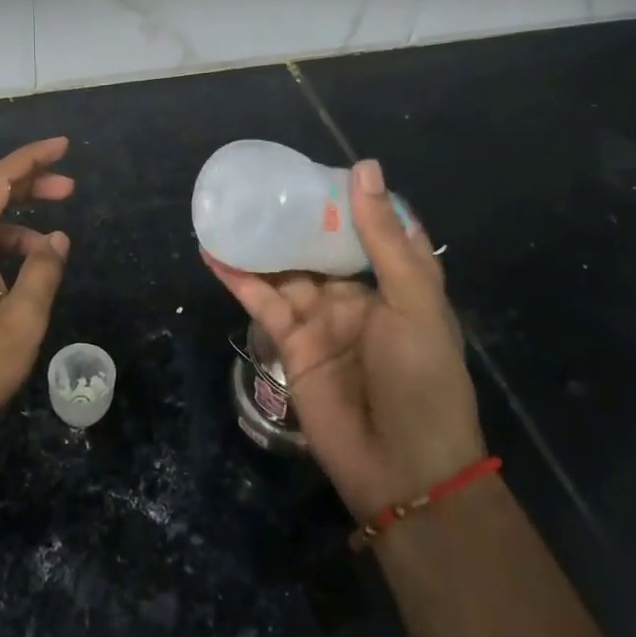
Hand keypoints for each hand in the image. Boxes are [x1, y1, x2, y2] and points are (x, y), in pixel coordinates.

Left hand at [0, 137, 74, 456]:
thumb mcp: (22, 320)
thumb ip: (43, 271)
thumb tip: (56, 239)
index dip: (29, 159)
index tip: (62, 147)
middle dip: (28, 185)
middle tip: (69, 188)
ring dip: (17, 222)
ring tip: (54, 246)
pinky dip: (2, 246)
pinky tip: (26, 270)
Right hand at [206, 158, 483, 521]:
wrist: (402, 469)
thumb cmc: (422, 380)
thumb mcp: (413, 302)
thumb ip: (383, 239)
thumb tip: (364, 167)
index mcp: (394, 283)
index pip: (368, 229)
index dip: (347, 199)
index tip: (318, 167)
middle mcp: (356, 296)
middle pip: (319, 245)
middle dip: (294, 216)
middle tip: (261, 181)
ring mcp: (320, 319)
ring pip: (284, 269)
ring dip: (259, 242)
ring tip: (228, 207)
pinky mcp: (290, 344)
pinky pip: (260, 301)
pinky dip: (237, 277)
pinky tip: (213, 251)